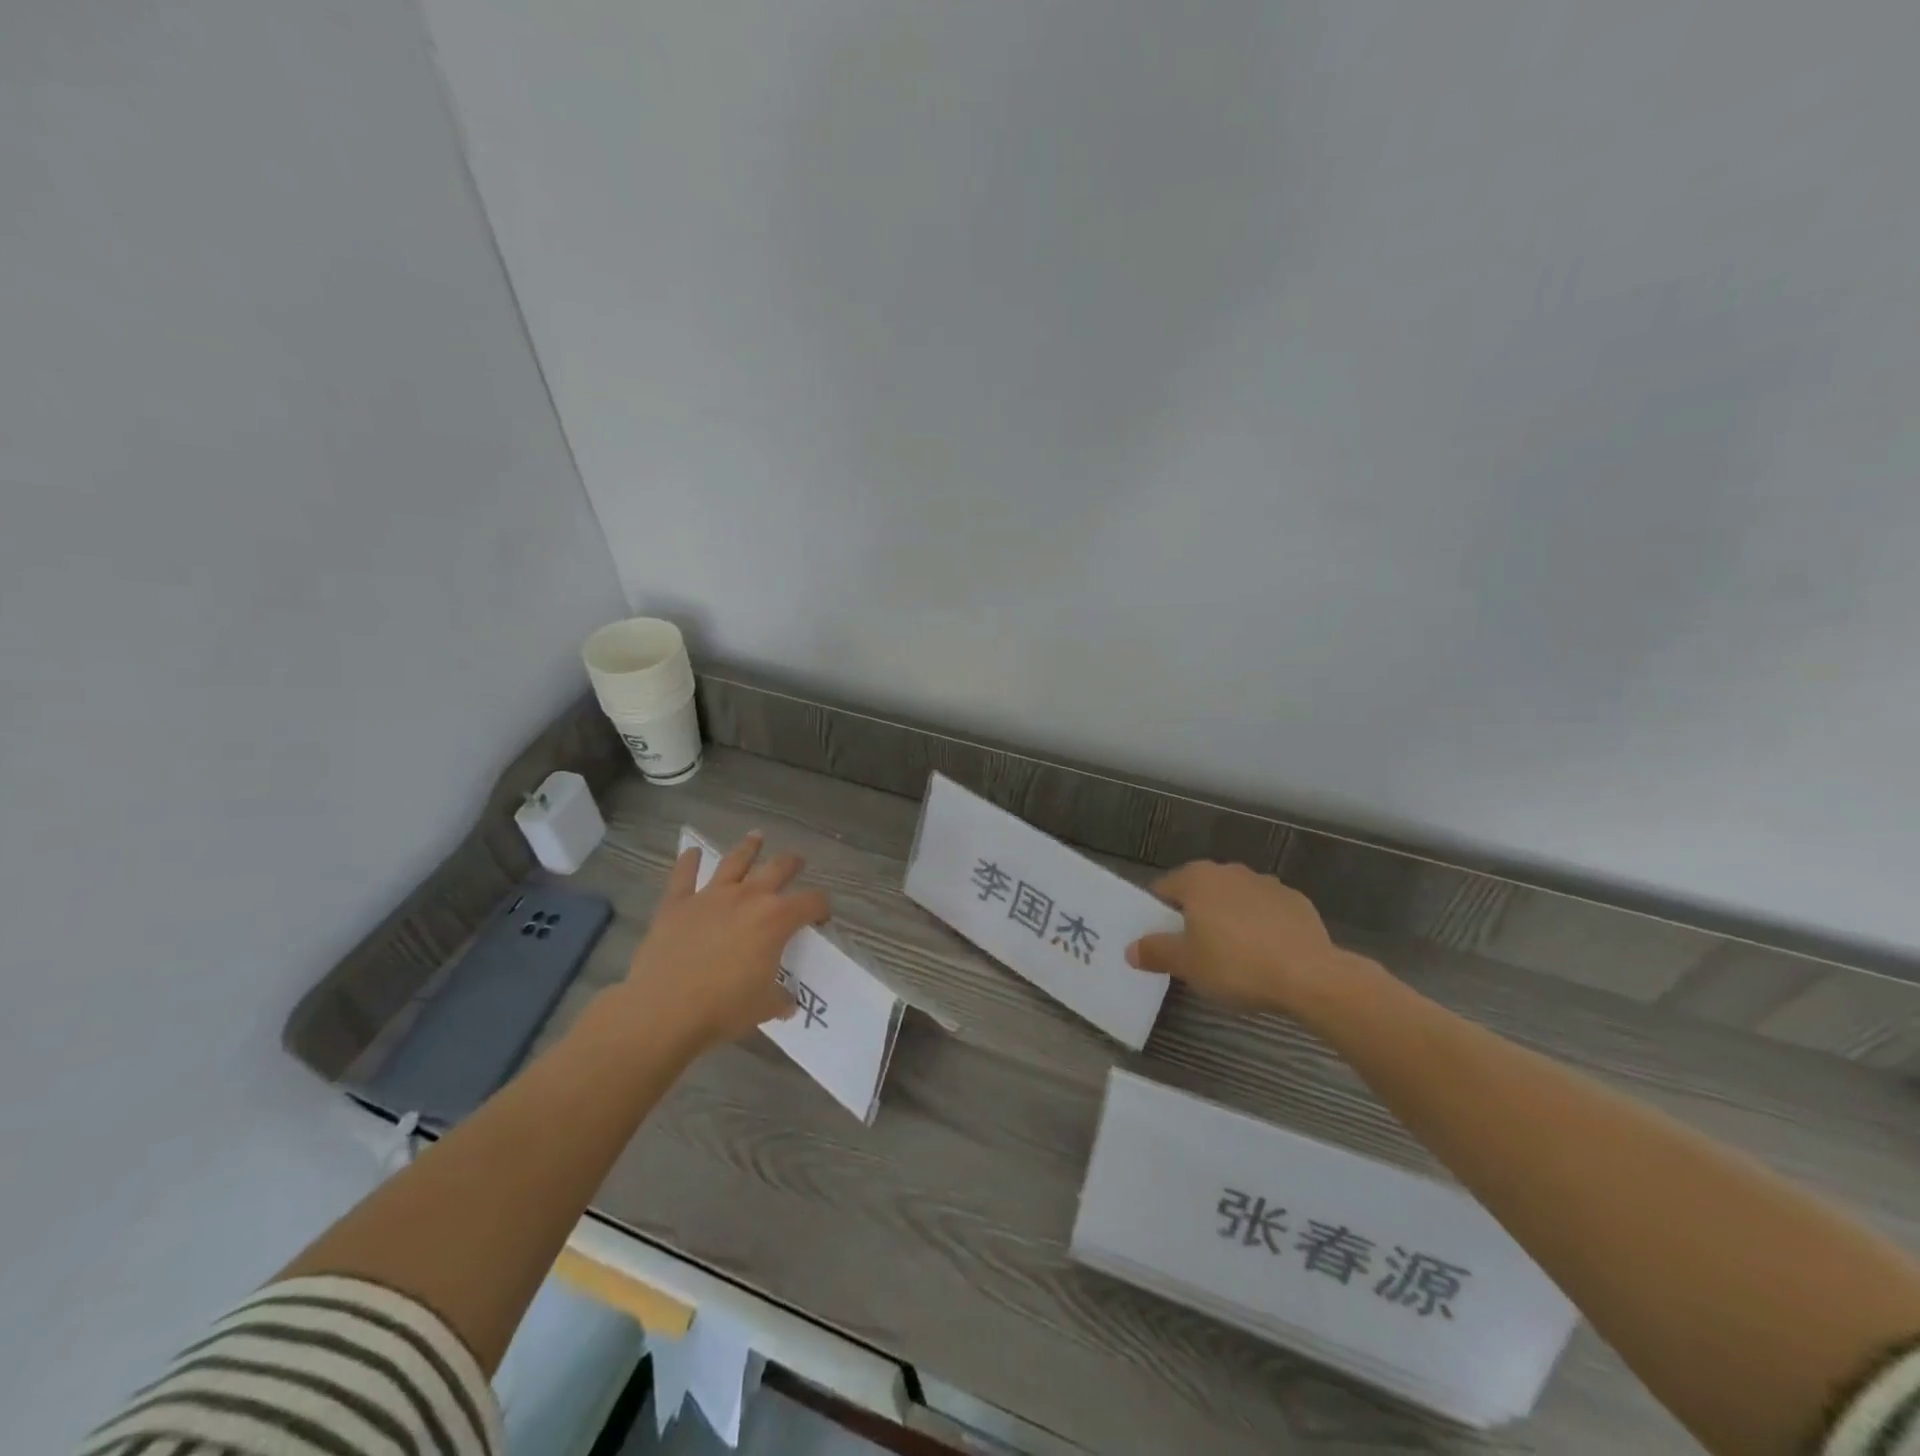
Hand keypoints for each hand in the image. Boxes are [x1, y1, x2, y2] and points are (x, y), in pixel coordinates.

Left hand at [617, 832, 829, 1052]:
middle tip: (797, 862)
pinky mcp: (677, 903)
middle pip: (778, 868)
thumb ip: (780, 999)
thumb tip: (787, 1004)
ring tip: (756, 836)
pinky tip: (692, 852)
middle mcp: (748, 897)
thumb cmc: (723, 1008)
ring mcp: (711, 896)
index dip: (821, 908)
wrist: (664, 1010)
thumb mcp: (763, 1007)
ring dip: (748, 848)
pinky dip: (688, 862)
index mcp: (777, 919)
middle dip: (792, 863)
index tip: (821, 918)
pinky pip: (683, 875)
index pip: (811, 902)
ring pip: (735, 861)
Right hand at [1126, 861, 1371, 1015]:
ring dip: (1228, 919)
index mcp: (1197, 879)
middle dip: (1194, 916)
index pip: (1163, 889)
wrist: (1310, 976)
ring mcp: (1266, 883)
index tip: (1161, 942)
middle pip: (1200, 891)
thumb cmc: (1236, 965)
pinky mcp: (1297, 902)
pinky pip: (1266, 912)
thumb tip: (1131, 949)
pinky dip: (1260, 927)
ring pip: (1234, 900)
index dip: (1157, 915)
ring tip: (1232, 956)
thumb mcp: (1186, 965)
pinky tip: (1266, 955)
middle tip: (1193, 951)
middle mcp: (1229, 871)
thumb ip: (1155, 952)